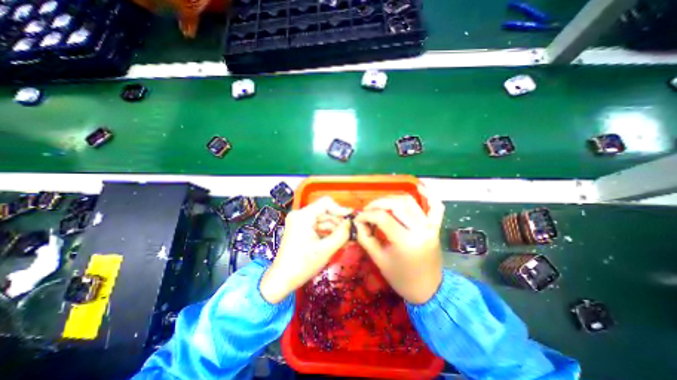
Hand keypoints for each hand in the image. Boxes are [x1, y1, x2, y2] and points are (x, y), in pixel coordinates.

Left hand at [260, 197, 352, 303]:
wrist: (282, 280)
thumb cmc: (302, 265)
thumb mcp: (326, 249)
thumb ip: (342, 234)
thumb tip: (352, 222)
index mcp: (303, 216)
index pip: (325, 203)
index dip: (340, 209)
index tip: (351, 219)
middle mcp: (300, 215)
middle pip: (325, 212)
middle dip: (339, 222)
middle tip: (353, 232)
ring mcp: (300, 222)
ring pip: (323, 220)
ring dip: (336, 229)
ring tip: (348, 239)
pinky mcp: (301, 229)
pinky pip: (318, 227)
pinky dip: (328, 233)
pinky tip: (339, 241)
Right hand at [355, 186, 444, 303]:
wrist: (428, 290)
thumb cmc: (401, 279)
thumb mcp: (378, 260)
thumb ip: (366, 238)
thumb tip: (358, 222)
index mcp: (405, 242)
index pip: (382, 217)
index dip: (367, 215)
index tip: (358, 218)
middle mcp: (420, 229)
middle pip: (396, 205)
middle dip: (377, 204)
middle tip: (367, 210)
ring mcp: (430, 227)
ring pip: (410, 202)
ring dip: (392, 199)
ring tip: (381, 205)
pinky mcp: (435, 227)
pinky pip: (436, 207)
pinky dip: (429, 195)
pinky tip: (420, 187)